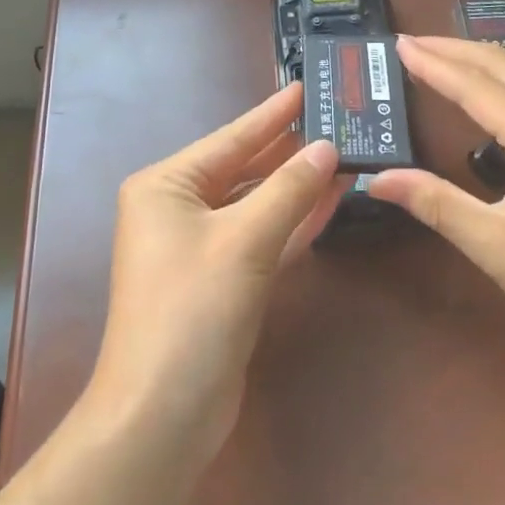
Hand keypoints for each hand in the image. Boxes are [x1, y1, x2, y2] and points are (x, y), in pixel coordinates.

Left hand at [86, 83, 343, 462]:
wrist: (162, 417)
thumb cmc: (192, 310)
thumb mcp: (244, 241)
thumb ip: (289, 190)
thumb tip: (327, 147)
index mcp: (166, 186)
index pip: (231, 138)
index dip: (272, 114)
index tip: (307, 87)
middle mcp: (178, 209)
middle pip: (244, 169)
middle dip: (289, 149)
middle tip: (335, 119)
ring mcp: (199, 247)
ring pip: (257, 204)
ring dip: (297, 186)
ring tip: (342, 154)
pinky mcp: (221, 282)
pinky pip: (261, 238)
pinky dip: (292, 223)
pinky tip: (330, 201)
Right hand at [367, 36, 504, 378]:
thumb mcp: (495, 245)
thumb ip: (435, 202)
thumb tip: (377, 179)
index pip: (475, 86)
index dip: (433, 63)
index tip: (399, 43)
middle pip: (501, 64)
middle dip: (452, 49)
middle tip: (410, 43)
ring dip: (477, 60)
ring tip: (437, 56)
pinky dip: (502, 77)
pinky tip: (484, 87)